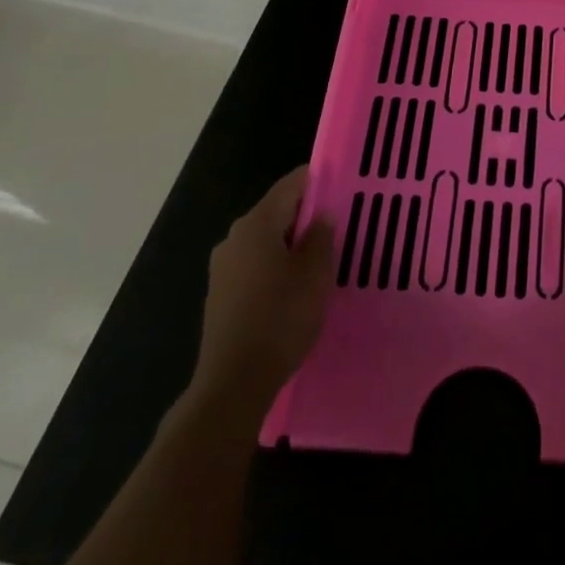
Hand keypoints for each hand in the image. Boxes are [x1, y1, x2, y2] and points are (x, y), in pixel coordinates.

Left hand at [189, 165, 334, 417]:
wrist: (234, 382)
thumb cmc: (281, 318)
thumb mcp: (315, 274)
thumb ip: (321, 237)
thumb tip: (321, 216)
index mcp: (257, 223)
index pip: (291, 184)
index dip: (318, 181)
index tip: (343, 187)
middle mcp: (235, 237)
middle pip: (277, 210)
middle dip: (307, 215)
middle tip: (339, 225)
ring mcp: (223, 266)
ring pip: (266, 239)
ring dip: (292, 243)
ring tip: (322, 257)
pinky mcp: (221, 294)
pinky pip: (255, 263)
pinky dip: (277, 265)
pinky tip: (295, 286)